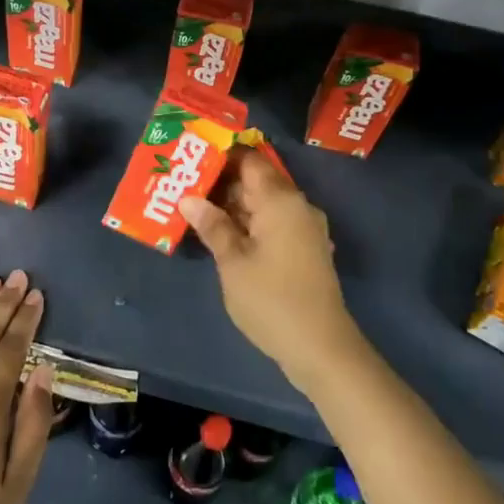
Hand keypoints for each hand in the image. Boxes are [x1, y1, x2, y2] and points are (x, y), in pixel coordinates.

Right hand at [180, 147, 365, 391]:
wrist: (321, 348)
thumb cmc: (272, 300)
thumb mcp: (233, 262)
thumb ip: (213, 226)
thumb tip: (189, 199)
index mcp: (281, 200)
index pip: (250, 160)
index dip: (221, 156)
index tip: (191, 157)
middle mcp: (297, 206)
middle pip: (256, 181)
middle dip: (221, 182)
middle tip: (183, 185)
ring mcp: (303, 229)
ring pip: (262, 205)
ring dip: (232, 206)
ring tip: (193, 208)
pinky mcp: (303, 250)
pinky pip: (271, 224)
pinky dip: (247, 224)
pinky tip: (220, 234)